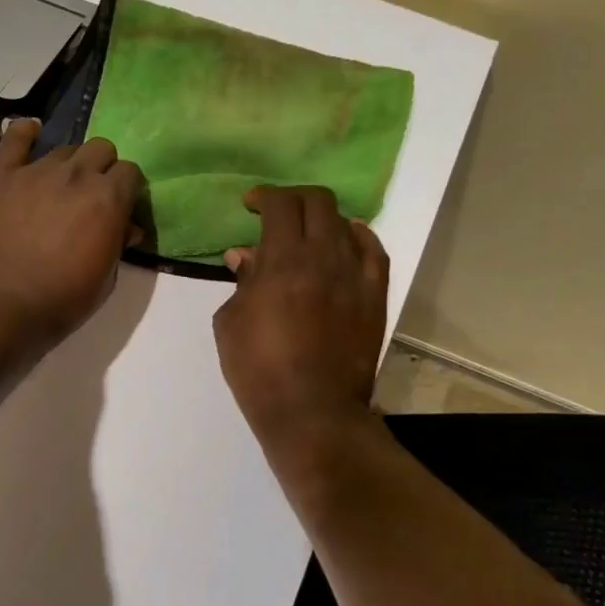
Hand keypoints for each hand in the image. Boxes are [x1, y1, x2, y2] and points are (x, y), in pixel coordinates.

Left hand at [0, 119, 145, 343]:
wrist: (2, 304)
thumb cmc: (62, 299)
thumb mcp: (106, 278)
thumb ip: (118, 243)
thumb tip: (126, 227)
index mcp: (108, 198)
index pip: (130, 172)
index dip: (127, 188)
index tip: (120, 206)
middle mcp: (77, 174)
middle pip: (101, 149)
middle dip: (102, 169)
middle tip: (91, 196)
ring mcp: (37, 171)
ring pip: (64, 148)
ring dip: (69, 164)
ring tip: (59, 187)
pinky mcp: (3, 175)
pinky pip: (15, 138)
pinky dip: (24, 133)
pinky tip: (30, 133)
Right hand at [213, 185, 389, 447]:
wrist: (312, 410)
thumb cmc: (258, 369)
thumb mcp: (229, 323)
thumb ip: (241, 282)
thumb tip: (244, 256)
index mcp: (282, 260)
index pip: (279, 205)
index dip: (263, 195)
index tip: (250, 203)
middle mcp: (323, 257)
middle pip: (316, 203)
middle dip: (292, 199)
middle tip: (276, 212)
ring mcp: (355, 275)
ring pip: (345, 223)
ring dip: (322, 218)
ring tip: (307, 231)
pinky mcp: (374, 296)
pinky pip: (373, 251)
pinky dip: (358, 237)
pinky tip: (346, 240)